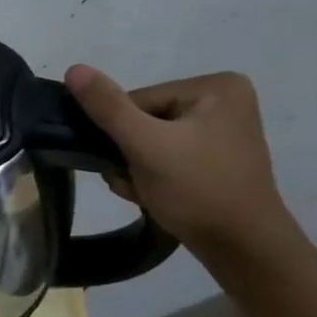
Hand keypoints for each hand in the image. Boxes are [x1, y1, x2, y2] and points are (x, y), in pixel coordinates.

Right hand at [64, 65, 303, 263]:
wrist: (242, 248)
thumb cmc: (197, 189)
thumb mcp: (145, 145)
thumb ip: (107, 107)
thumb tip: (73, 69)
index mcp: (215, 87)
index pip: (137, 101)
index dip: (122, 133)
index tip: (129, 163)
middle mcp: (224, 100)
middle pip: (143, 120)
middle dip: (129, 154)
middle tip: (135, 183)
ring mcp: (222, 130)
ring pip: (150, 141)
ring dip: (135, 168)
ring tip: (145, 192)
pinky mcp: (216, 157)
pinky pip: (167, 156)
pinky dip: (153, 176)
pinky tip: (155, 195)